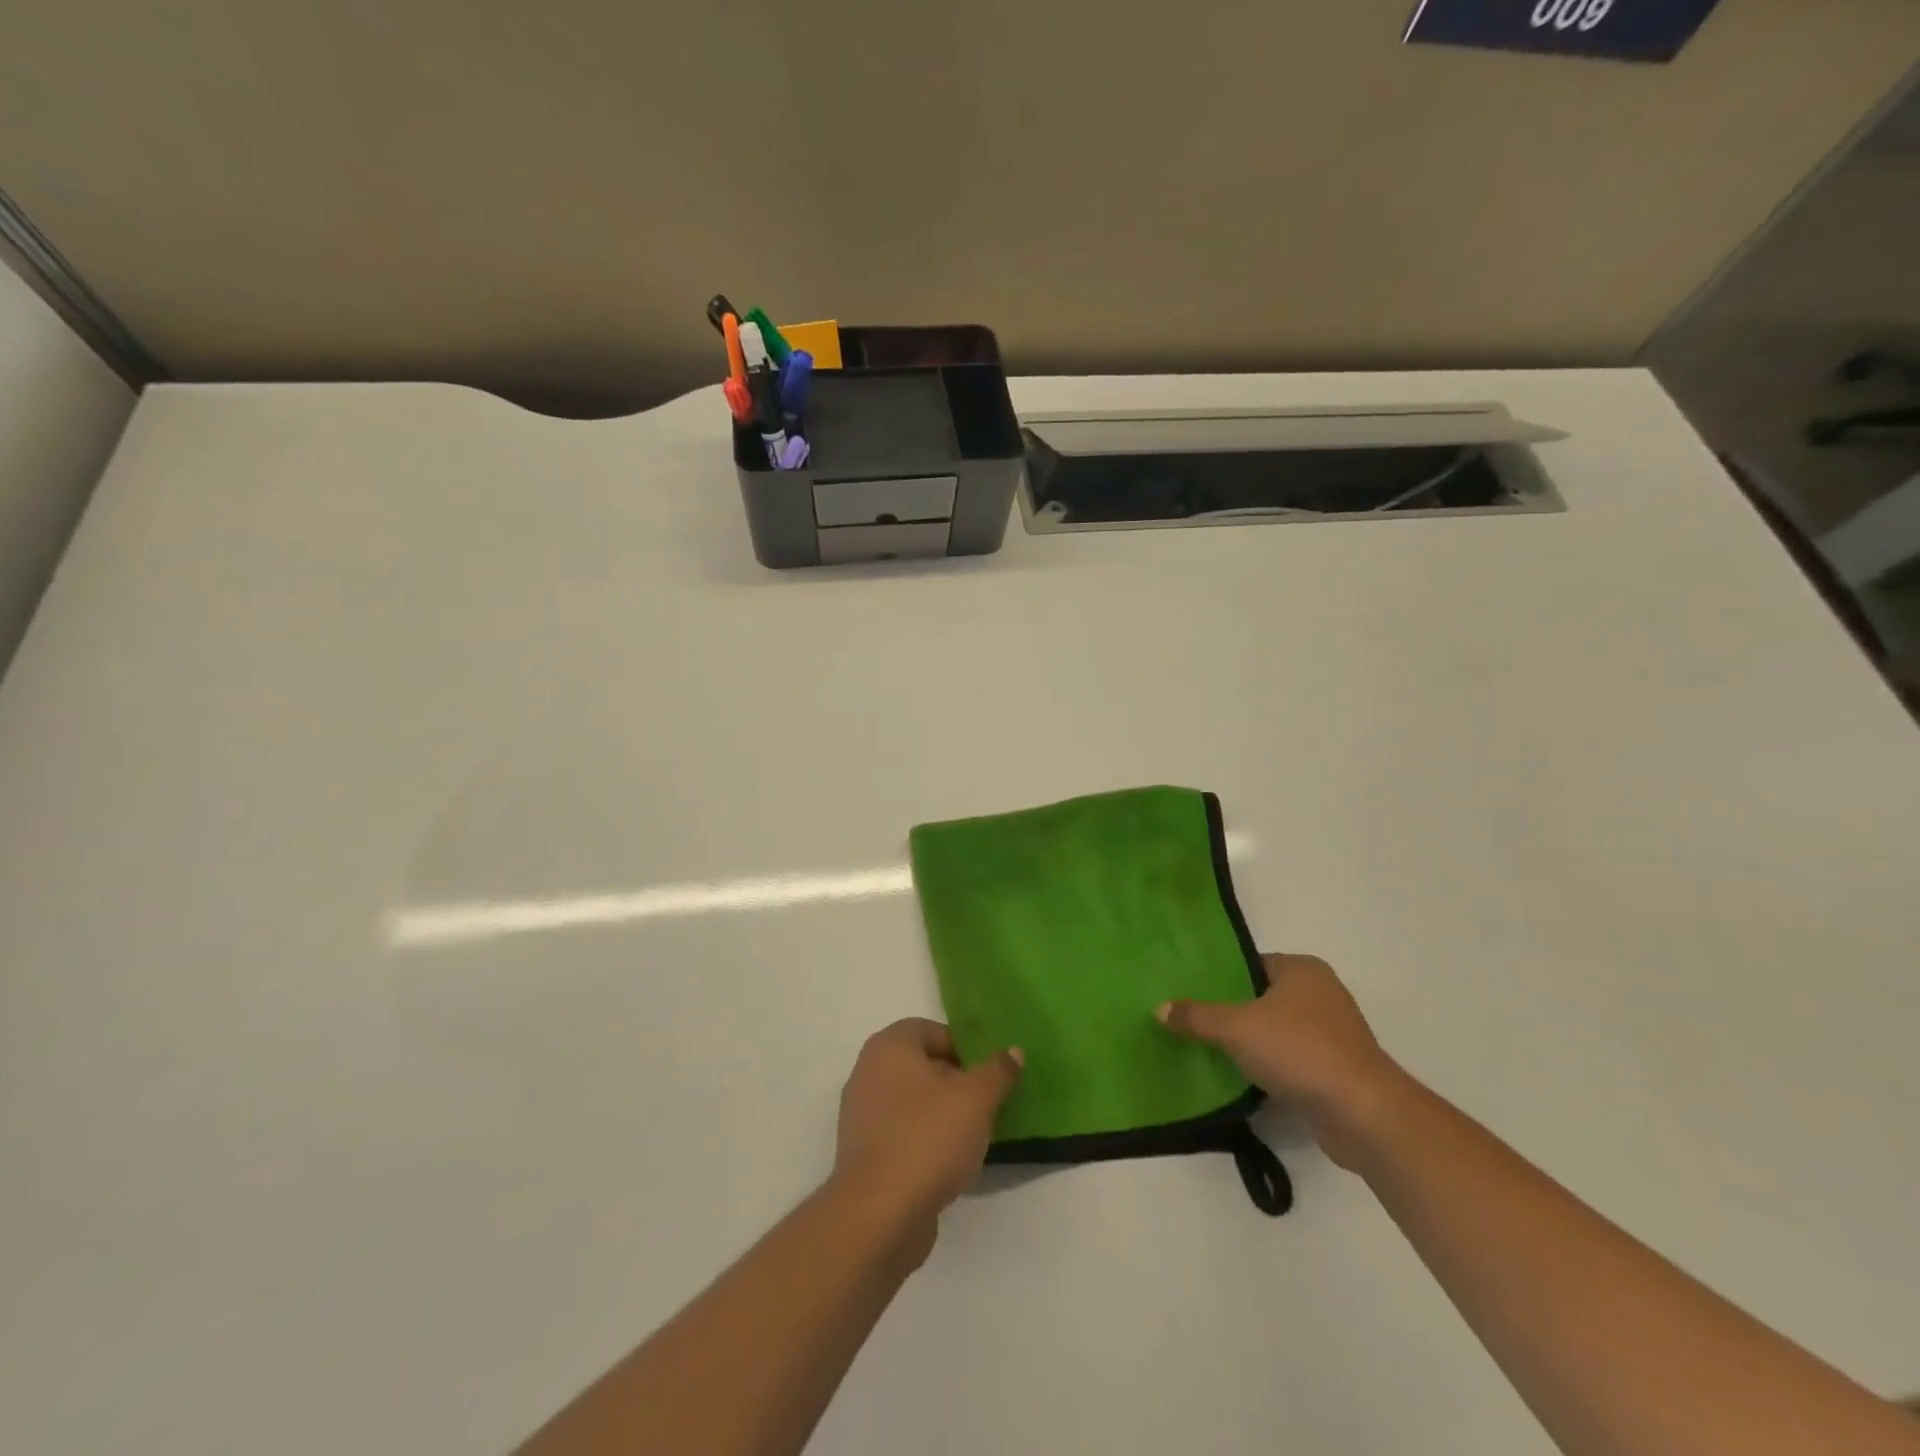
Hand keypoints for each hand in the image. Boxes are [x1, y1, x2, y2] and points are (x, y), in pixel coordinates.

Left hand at [831, 1019, 1022, 1247]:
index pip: (932, 1030)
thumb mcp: (976, 1098)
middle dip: (957, 1082)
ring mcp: (862, 1115)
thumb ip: (998, 1071)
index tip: (989, 1075)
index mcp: (889, 1046)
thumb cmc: (927, 1138)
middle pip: (923, 1066)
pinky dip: (925, 1142)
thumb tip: (1013, 1051)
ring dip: (943, 1114)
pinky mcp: (864, 1154)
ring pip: (913, 1102)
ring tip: (974, 1137)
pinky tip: (949, 1165)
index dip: (964, 1048)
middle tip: (987, 1104)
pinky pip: (903, 1134)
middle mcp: (869, 1072)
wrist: (878, 1214)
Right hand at [1158, 953, 1405, 1169]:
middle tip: (1188, 1018)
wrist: (1362, 1114)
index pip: (1250, 963)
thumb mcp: (1236, 1027)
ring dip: (1248, 1043)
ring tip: (1204, 1048)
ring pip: (1274, 1031)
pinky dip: (1266, 1068)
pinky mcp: (1334, 1071)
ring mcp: (1331, 1034)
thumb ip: (1197, 1016)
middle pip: (1261, 997)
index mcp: (1302, 970)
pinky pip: (1288, 1061)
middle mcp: (1321, 994)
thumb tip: (1159, 1009)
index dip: (1219, 975)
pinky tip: (1236, 1078)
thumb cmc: (1299, 1050)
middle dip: (1229, 1010)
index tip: (1187, 989)